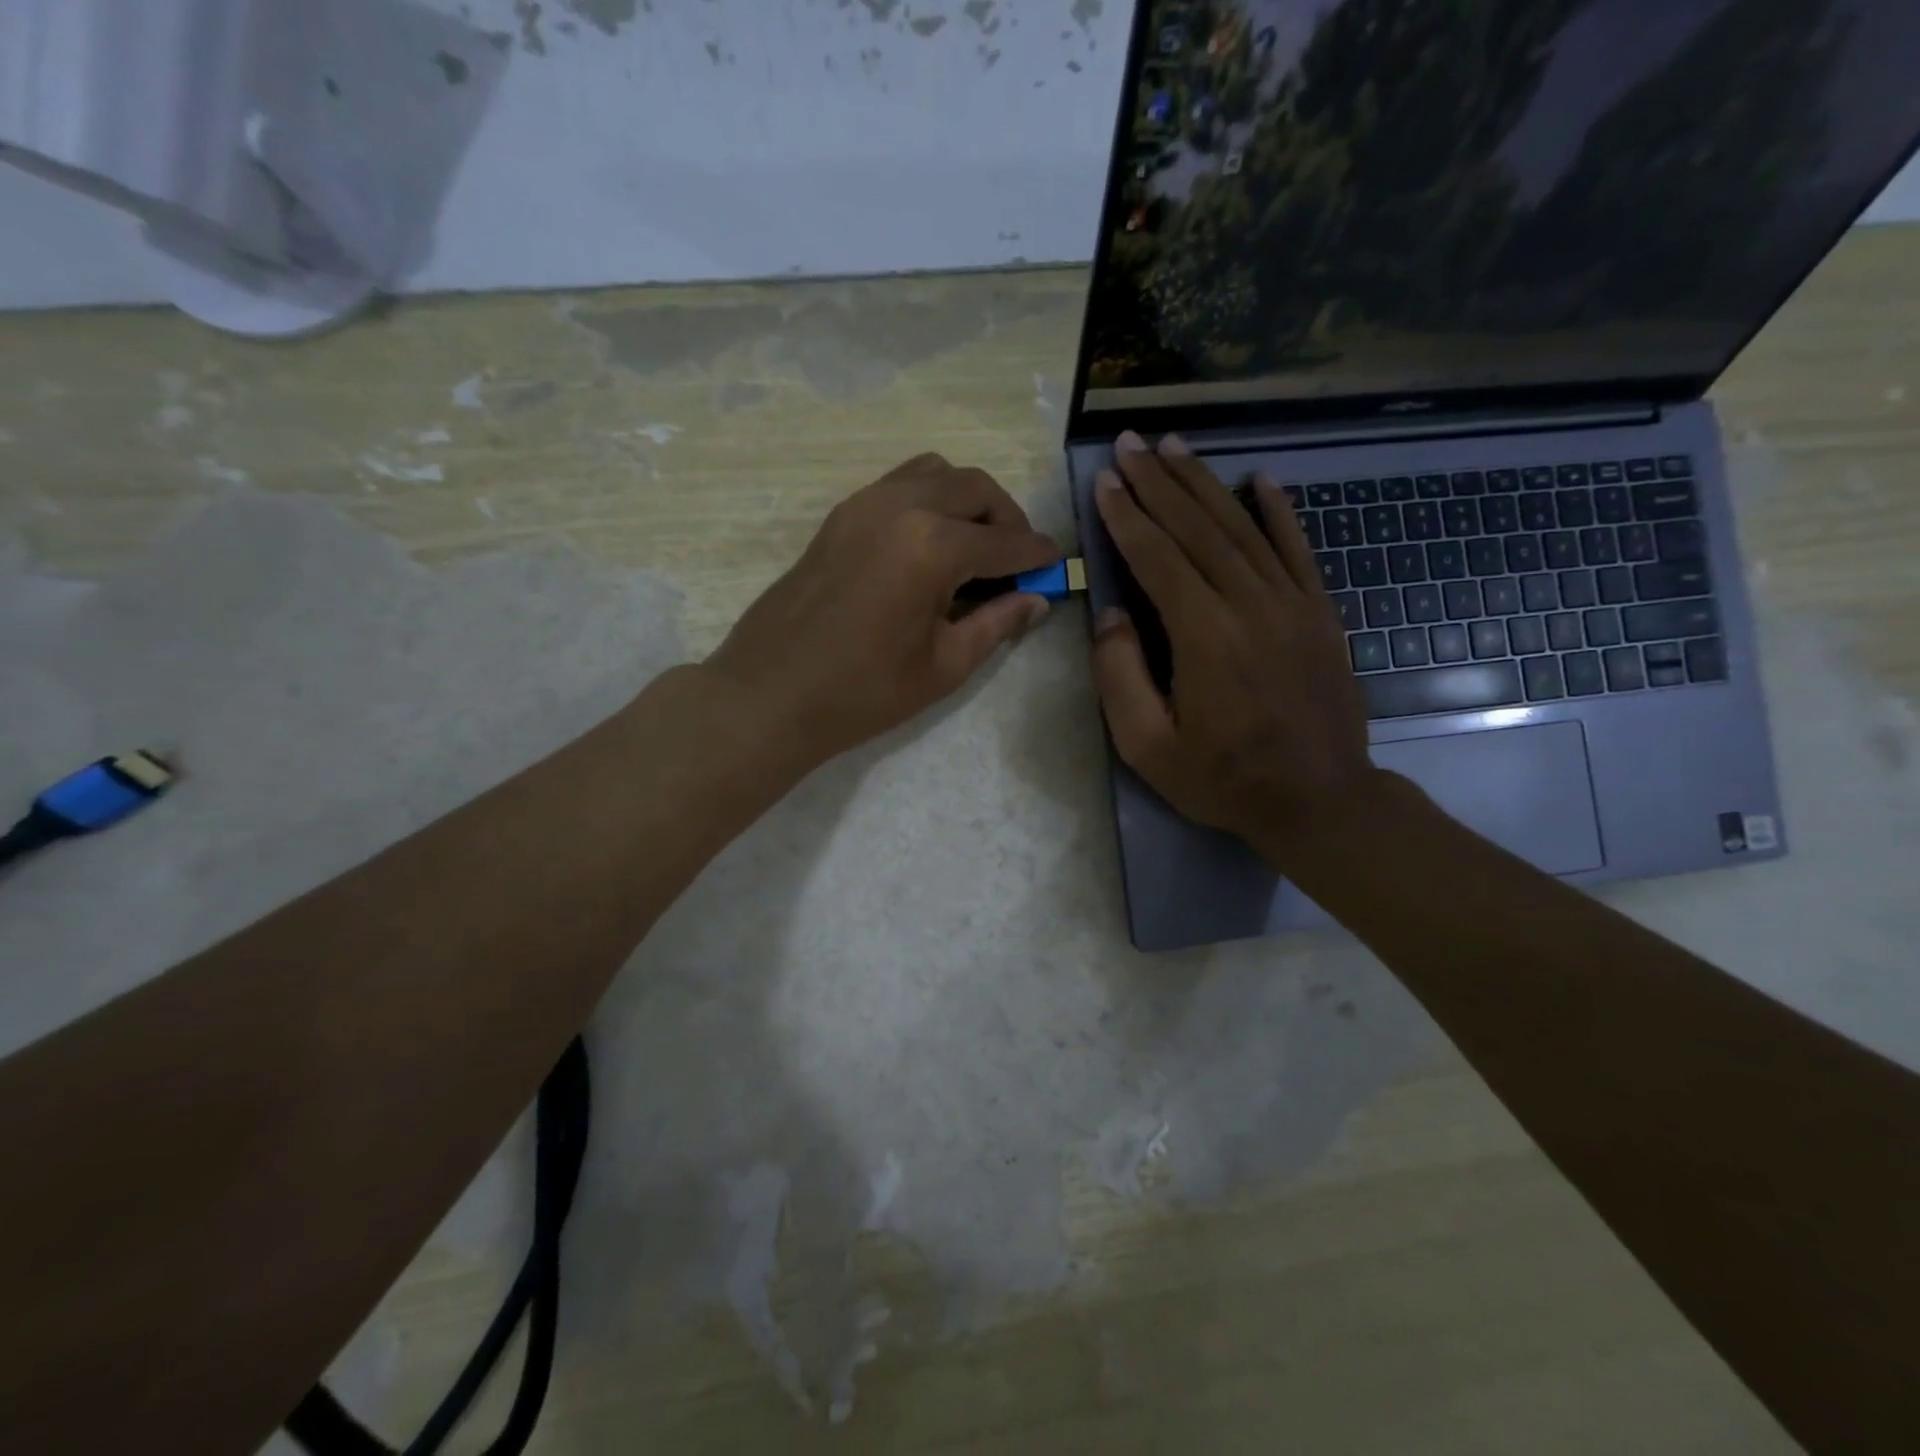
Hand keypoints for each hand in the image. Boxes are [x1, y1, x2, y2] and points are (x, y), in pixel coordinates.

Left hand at [706, 453, 1059, 772]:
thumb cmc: (862, 692)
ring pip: (934, 473)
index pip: (1003, 541)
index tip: (1056, 563)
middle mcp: (900, 506)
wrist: (769, 695)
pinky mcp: (839, 516)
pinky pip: (898, 485)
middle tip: (1016, 561)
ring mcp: (862, 504)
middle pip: (973, 488)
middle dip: (1006, 519)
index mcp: (931, 545)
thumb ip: (996, 624)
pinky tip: (928, 547)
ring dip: (965, 500)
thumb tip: (1037, 601)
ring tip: (973, 548)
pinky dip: (927, 501)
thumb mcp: (943, 666)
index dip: (1037, 554)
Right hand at [1090, 432, 1381, 860]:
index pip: (1158, 559)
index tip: (1106, 480)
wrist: (1319, 800)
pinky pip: (1298, 550)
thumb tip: (1111, 614)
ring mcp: (1293, 604)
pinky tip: (1260, 479)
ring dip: (1205, 484)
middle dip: (1159, 483)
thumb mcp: (1148, 746)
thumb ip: (1121, 676)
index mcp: (1204, 637)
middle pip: (1198, 529)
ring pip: (1243, 529)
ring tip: (1175, 447)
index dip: (1128, 517)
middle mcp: (1250, 605)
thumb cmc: (1223, 779)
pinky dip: (1278, 511)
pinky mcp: (1320, 613)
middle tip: (1131, 443)